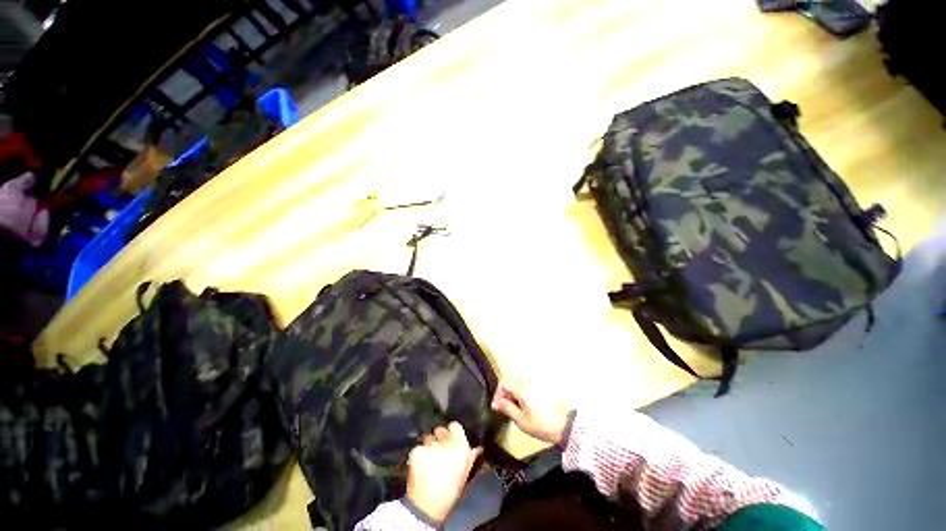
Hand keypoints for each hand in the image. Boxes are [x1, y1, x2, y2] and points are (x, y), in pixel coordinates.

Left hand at [406, 422, 482, 522]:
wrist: (427, 506)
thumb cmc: (450, 491)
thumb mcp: (464, 473)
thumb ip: (470, 456)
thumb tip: (478, 447)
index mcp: (461, 446)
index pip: (455, 426)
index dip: (452, 432)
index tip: (451, 438)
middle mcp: (446, 442)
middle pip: (441, 430)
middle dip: (439, 438)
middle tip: (439, 450)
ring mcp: (430, 445)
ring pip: (428, 437)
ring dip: (429, 445)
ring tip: (429, 459)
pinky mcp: (417, 451)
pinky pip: (418, 447)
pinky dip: (419, 454)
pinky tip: (420, 465)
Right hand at [491, 380, 571, 445]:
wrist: (563, 427)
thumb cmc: (540, 424)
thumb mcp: (520, 419)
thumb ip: (506, 408)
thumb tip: (495, 403)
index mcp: (521, 389)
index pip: (503, 384)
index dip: (497, 395)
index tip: (497, 408)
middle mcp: (527, 384)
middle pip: (510, 385)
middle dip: (505, 398)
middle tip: (506, 413)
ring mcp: (534, 387)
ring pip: (517, 389)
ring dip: (513, 399)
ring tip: (515, 414)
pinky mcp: (540, 391)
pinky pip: (525, 391)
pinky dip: (521, 399)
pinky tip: (525, 411)